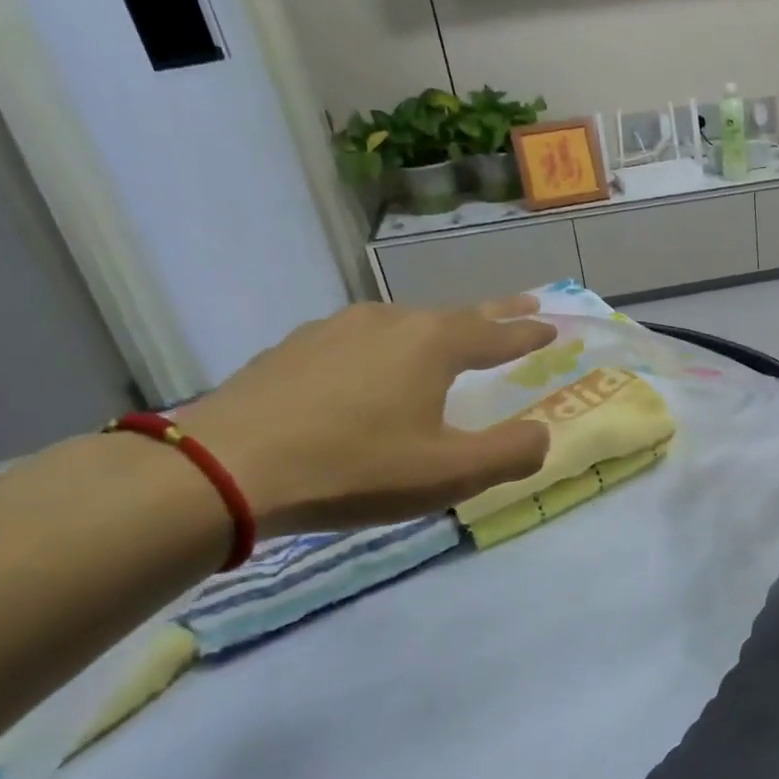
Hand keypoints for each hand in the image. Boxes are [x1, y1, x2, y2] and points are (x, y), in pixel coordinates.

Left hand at [176, 296, 556, 535]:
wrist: (225, 468)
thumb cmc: (355, 468)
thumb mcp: (450, 473)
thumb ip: (510, 454)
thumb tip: (542, 435)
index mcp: (432, 344)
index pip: (497, 334)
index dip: (529, 333)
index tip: (553, 326)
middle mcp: (388, 322)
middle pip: (454, 316)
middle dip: (494, 315)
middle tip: (523, 305)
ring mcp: (335, 330)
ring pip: (402, 326)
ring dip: (436, 333)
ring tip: (447, 345)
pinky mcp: (293, 349)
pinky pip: (359, 343)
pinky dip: (385, 352)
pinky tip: (372, 373)